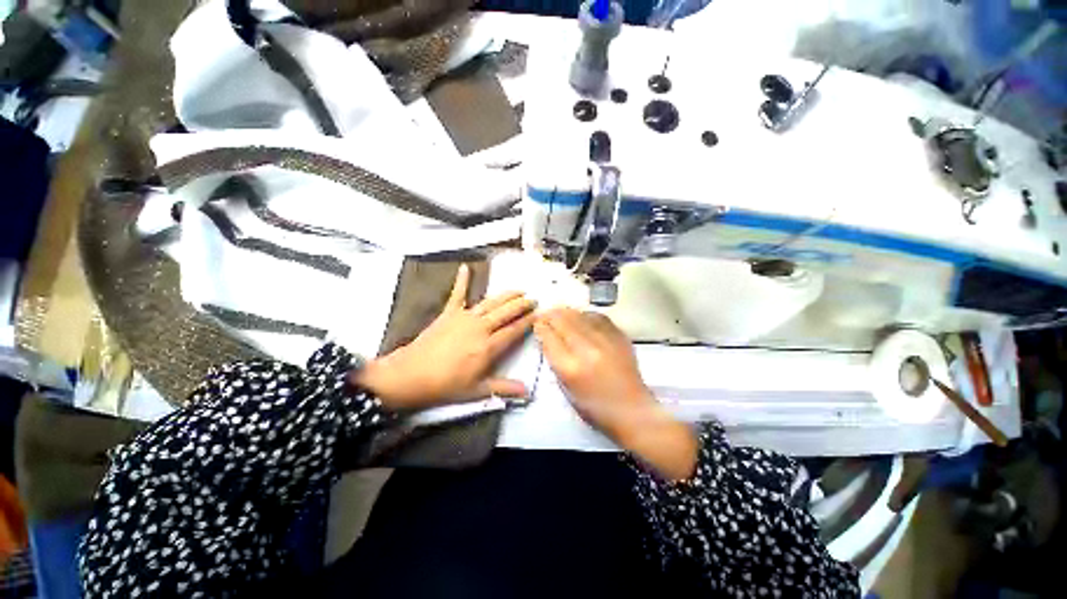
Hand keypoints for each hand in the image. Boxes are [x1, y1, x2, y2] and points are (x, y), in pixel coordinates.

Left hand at [353, 265, 535, 410]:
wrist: (410, 375)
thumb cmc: (445, 385)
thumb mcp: (477, 391)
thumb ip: (504, 388)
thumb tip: (527, 392)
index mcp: (489, 346)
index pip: (514, 330)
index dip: (528, 321)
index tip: (539, 314)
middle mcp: (481, 327)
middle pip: (506, 312)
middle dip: (522, 305)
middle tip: (533, 299)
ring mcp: (465, 317)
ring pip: (491, 302)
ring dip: (506, 295)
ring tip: (518, 290)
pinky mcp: (449, 313)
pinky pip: (457, 294)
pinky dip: (461, 280)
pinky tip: (465, 267)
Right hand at [535, 308, 696, 479]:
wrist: (633, 410)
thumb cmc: (595, 408)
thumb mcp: (566, 389)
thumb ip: (556, 361)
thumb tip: (549, 338)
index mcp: (570, 367)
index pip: (549, 337)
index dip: (540, 327)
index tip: (538, 323)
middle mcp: (586, 349)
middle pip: (562, 320)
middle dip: (550, 315)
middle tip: (546, 315)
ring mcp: (605, 340)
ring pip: (579, 314)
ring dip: (566, 313)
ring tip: (561, 314)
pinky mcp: (619, 336)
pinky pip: (597, 316)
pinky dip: (585, 315)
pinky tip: (582, 318)